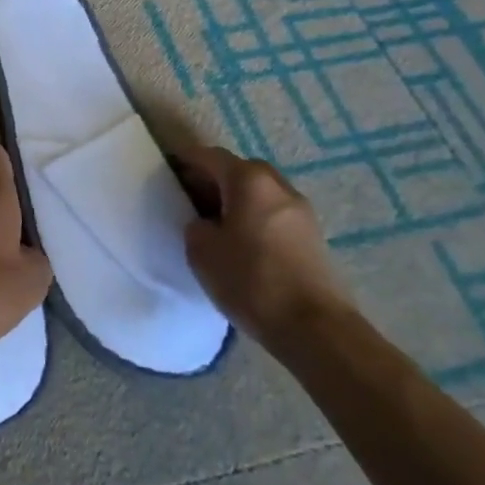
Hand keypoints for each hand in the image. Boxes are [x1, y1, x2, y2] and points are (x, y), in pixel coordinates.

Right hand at [176, 144, 356, 350]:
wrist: (316, 329)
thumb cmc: (251, 280)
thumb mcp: (201, 251)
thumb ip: (196, 225)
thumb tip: (206, 222)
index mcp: (248, 180)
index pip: (209, 156)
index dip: (186, 160)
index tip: (168, 168)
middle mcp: (278, 186)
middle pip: (239, 171)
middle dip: (214, 179)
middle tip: (192, 198)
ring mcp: (301, 211)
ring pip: (259, 192)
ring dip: (237, 199)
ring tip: (217, 222)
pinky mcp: (313, 237)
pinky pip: (274, 214)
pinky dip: (255, 217)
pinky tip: (243, 241)